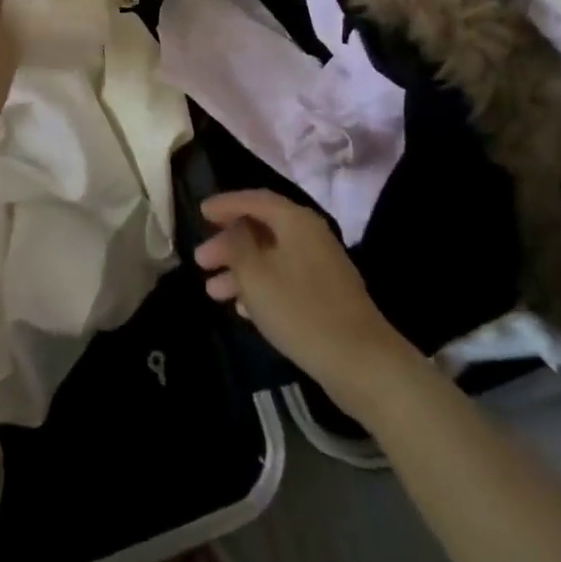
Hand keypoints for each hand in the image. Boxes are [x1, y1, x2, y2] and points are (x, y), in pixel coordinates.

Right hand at [194, 191, 401, 395]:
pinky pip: (284, 280)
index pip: (255, 199)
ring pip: (271, 258)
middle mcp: (310, 236)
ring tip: (212, 291)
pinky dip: (260, 287)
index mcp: (296, 221)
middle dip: (229, 244)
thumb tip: (234, 228)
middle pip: (262, 229)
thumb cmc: (299, 309)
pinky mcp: (326, 296)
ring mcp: (321, 267)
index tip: (200, 212)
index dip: (226, 204)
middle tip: (201, 260)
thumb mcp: (255, 273)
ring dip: (240, 270)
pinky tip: (241, 308)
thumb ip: (238, 244)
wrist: (360, 361)